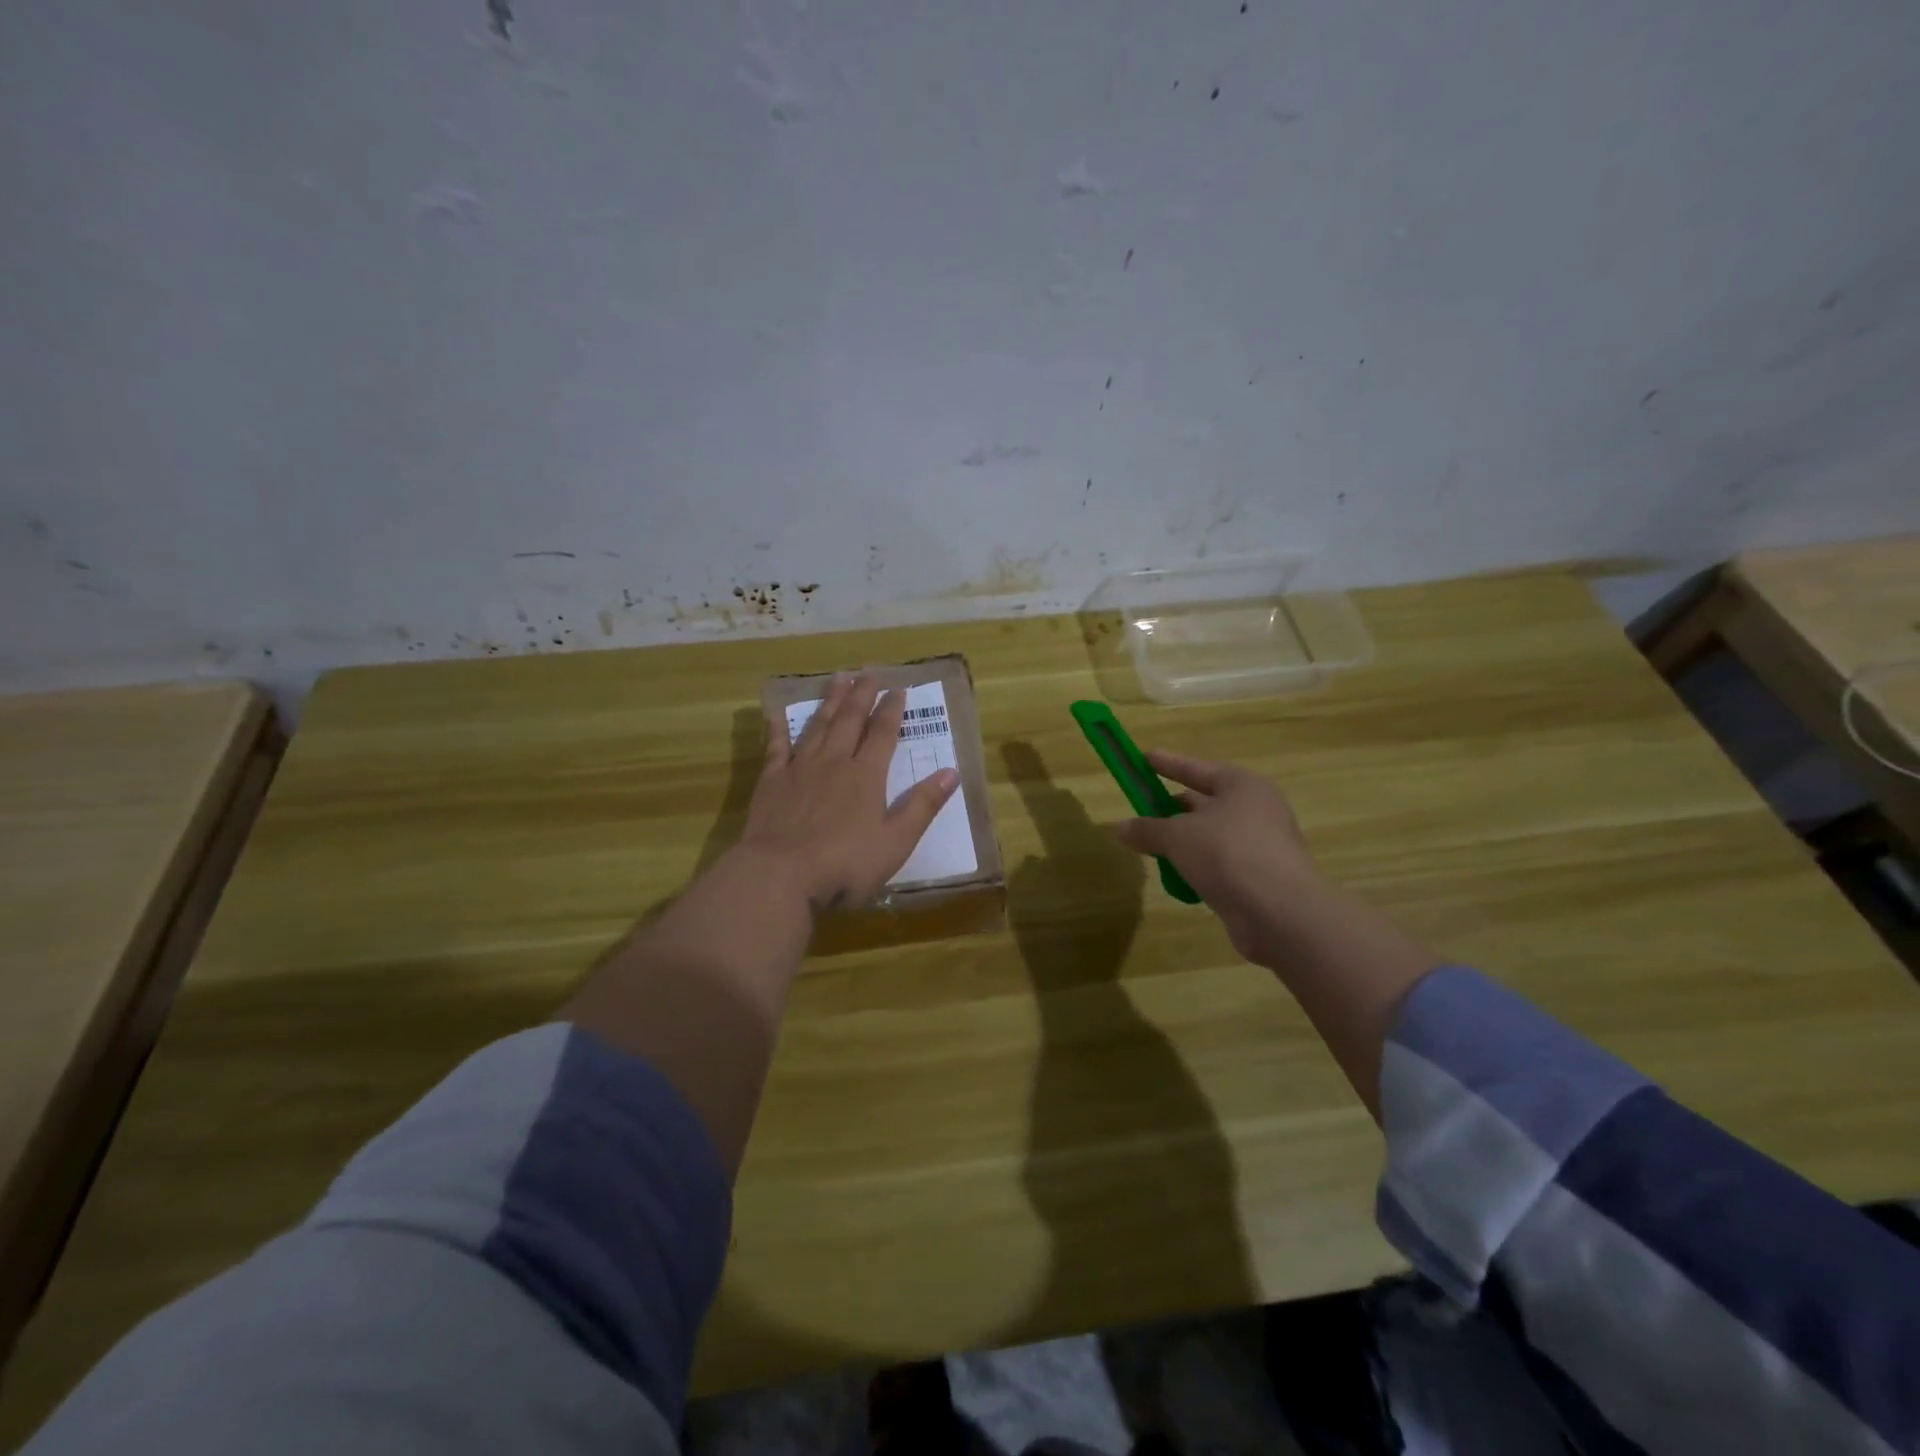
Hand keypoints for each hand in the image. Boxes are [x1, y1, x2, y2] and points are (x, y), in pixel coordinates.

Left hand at [737, 673, 958, 908]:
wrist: (780, 875)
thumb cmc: (845, 864)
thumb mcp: (896, 842)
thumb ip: (922, 806)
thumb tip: (952, 772)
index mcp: (866, 775)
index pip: (883, 733)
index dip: (892, 709)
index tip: (898, 688)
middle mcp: (834, 762)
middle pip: (851, 719)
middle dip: (862, 694)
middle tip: (869, 671)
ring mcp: (800, 769)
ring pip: (818, 725)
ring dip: (830, 701)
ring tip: (837, 678)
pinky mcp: (772, 782)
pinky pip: (776, 747)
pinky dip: (778, 728)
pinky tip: (777, 713)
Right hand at [1114, 751, 1320, 966]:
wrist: (1280, 913)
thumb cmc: (1227, 854)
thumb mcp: (1177, 836)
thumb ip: (1147, 829)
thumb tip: (1120, 828)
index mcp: (1242, 786)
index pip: (1197, 769)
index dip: (1168, 763)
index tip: (1143, 757)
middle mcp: (1256, 810)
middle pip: (1204, 802)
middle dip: (1172, 809)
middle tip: (1141, 811)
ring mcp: (1261, 845)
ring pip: (1210, 836)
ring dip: (1182, 842)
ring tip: (1151, 849)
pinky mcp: (1260, 878)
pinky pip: (1220, 864)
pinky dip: (1197, 867)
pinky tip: (1176, 878)